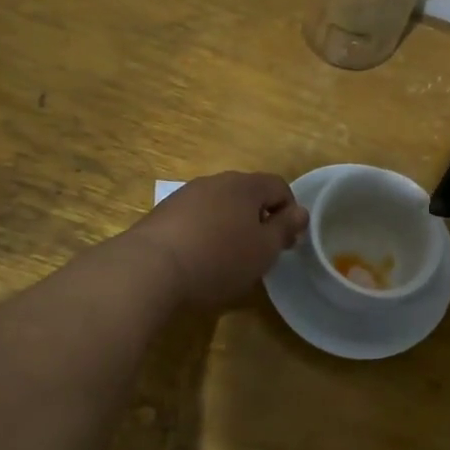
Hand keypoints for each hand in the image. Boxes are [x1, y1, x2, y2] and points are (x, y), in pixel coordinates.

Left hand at [126, 172, 308, 310]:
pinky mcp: (163, 212)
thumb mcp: (263, 249)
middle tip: (259, 252)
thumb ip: (284, 228)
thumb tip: (300, 211)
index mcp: (245, 185)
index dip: (289, 212)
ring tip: (228, 258)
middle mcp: (216, 181)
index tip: (286, 243)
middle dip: (259, 219)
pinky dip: (205, 232)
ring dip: (230, 225)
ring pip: (220, 205)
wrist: (149, 268)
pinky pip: (196, 217)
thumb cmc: (218, 259)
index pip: (279, 186)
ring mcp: (186, 194)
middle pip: (248, 194)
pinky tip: (199, 258)